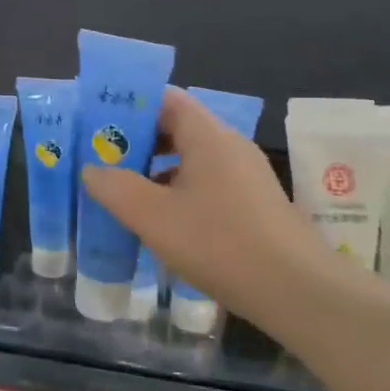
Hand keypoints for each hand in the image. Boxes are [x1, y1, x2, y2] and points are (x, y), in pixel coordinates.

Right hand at [81, 87, 332, 338]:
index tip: (97, 124)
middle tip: (100, 161)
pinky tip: (161, 223)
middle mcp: (229, 146)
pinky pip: (207, 184)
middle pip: (176, 128)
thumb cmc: (220, 243)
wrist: (297, 291)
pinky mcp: (253, 204)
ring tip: (122, 193)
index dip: (129, 105)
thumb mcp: (155, 217)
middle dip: (137, 142)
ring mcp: (246, 175)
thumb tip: (92, 169)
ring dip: (155, 171)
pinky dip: (178, 193)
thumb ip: (116, 188)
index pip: (165, 99)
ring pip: (191, 159)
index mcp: (208, 135)